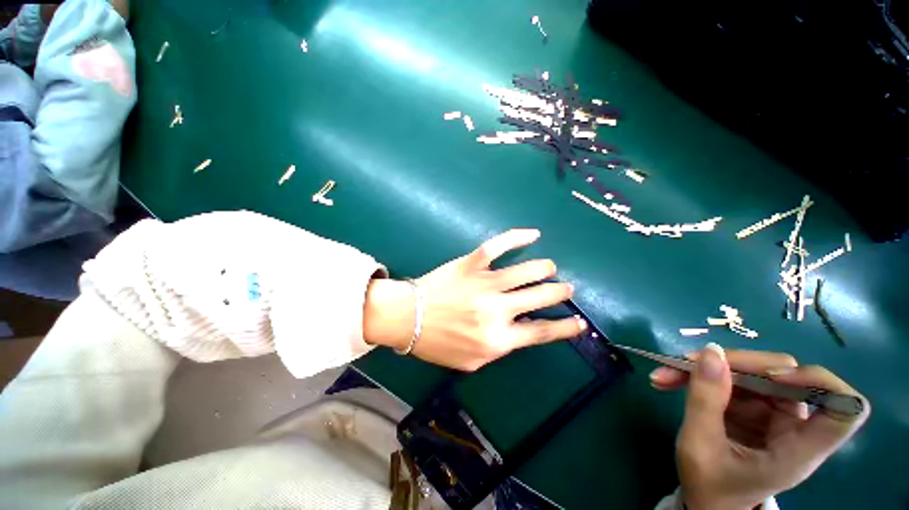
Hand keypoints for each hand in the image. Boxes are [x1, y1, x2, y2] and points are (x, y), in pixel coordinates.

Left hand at [363, 229, 585, 370]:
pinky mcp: (471, 264)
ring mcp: (485, 283)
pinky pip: (498, 246)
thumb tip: (523, 331)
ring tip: (550, 269)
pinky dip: (517, 237)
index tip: (580, 323)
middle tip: (566, 289)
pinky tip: (533, 234)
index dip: (565, 328)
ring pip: (527, 271)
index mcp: (498, 338)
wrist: (407, 319)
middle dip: (559, 293)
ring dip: (545, 269)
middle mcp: (497, 310)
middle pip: (540, 297)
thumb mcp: (472, 361)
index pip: (542, 332)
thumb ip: (501, 348)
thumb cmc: (437, 343)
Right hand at [650, 344, 869, 509]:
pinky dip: (698, 375)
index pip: (845, 409)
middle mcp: (792, 425)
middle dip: (734, 365)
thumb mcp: (700, 447)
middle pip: (785, 376)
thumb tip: (711, 352)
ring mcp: (771, 413)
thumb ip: (706, 400)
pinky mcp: (751, 406)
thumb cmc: (709, 486)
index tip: (775, 376)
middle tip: (688, 362)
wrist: (704, 501)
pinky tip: (669, 380)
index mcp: (798, 449)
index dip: (820, 383)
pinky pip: (729, 378)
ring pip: (750, 372)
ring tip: (665, 374)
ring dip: (706, 368)